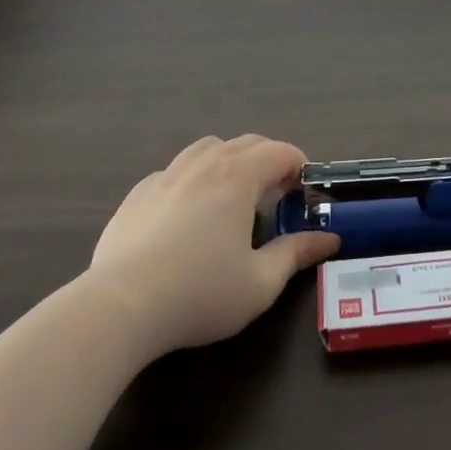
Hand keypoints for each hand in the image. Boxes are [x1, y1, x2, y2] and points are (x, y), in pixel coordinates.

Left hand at [86, 134, 340, 356]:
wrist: (121, 305)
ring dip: (229, 162)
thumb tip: (329, 239)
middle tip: (276, 198)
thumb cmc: (200, 293)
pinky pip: (175, 171)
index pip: (280, 151)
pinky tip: (187, 216)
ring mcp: (166, 174)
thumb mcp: (260, 283)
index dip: (300, 168)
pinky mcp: (137, 193)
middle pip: (246, 143)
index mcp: (238, 176)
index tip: (304, 196)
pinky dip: (193, 180)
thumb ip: (296, 254)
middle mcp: (204, 163)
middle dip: (269, 161)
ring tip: (232, 198)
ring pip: (207, 148)